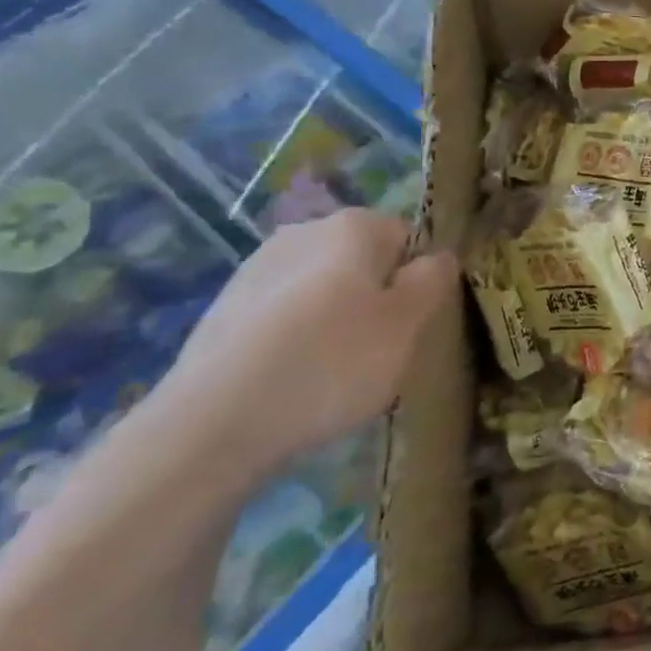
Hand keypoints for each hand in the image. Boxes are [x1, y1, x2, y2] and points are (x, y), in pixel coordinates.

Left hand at [155, 210, 457, 480]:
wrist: (212, 425)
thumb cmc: (331, 363)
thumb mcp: (408, 324)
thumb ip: (434, 280)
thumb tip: (438, 257)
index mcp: (353, 226)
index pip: (407, 240)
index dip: (415, 283)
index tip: (408, 327)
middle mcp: (303, 231)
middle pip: (361, 263)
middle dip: (372, 300)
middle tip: (375, 354)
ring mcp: (255, 269)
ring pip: (319, 291)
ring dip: (331, 321)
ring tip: (329, 377)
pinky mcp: (221, 310)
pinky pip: (279, 318)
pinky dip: (291, 342)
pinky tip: (289, 384)